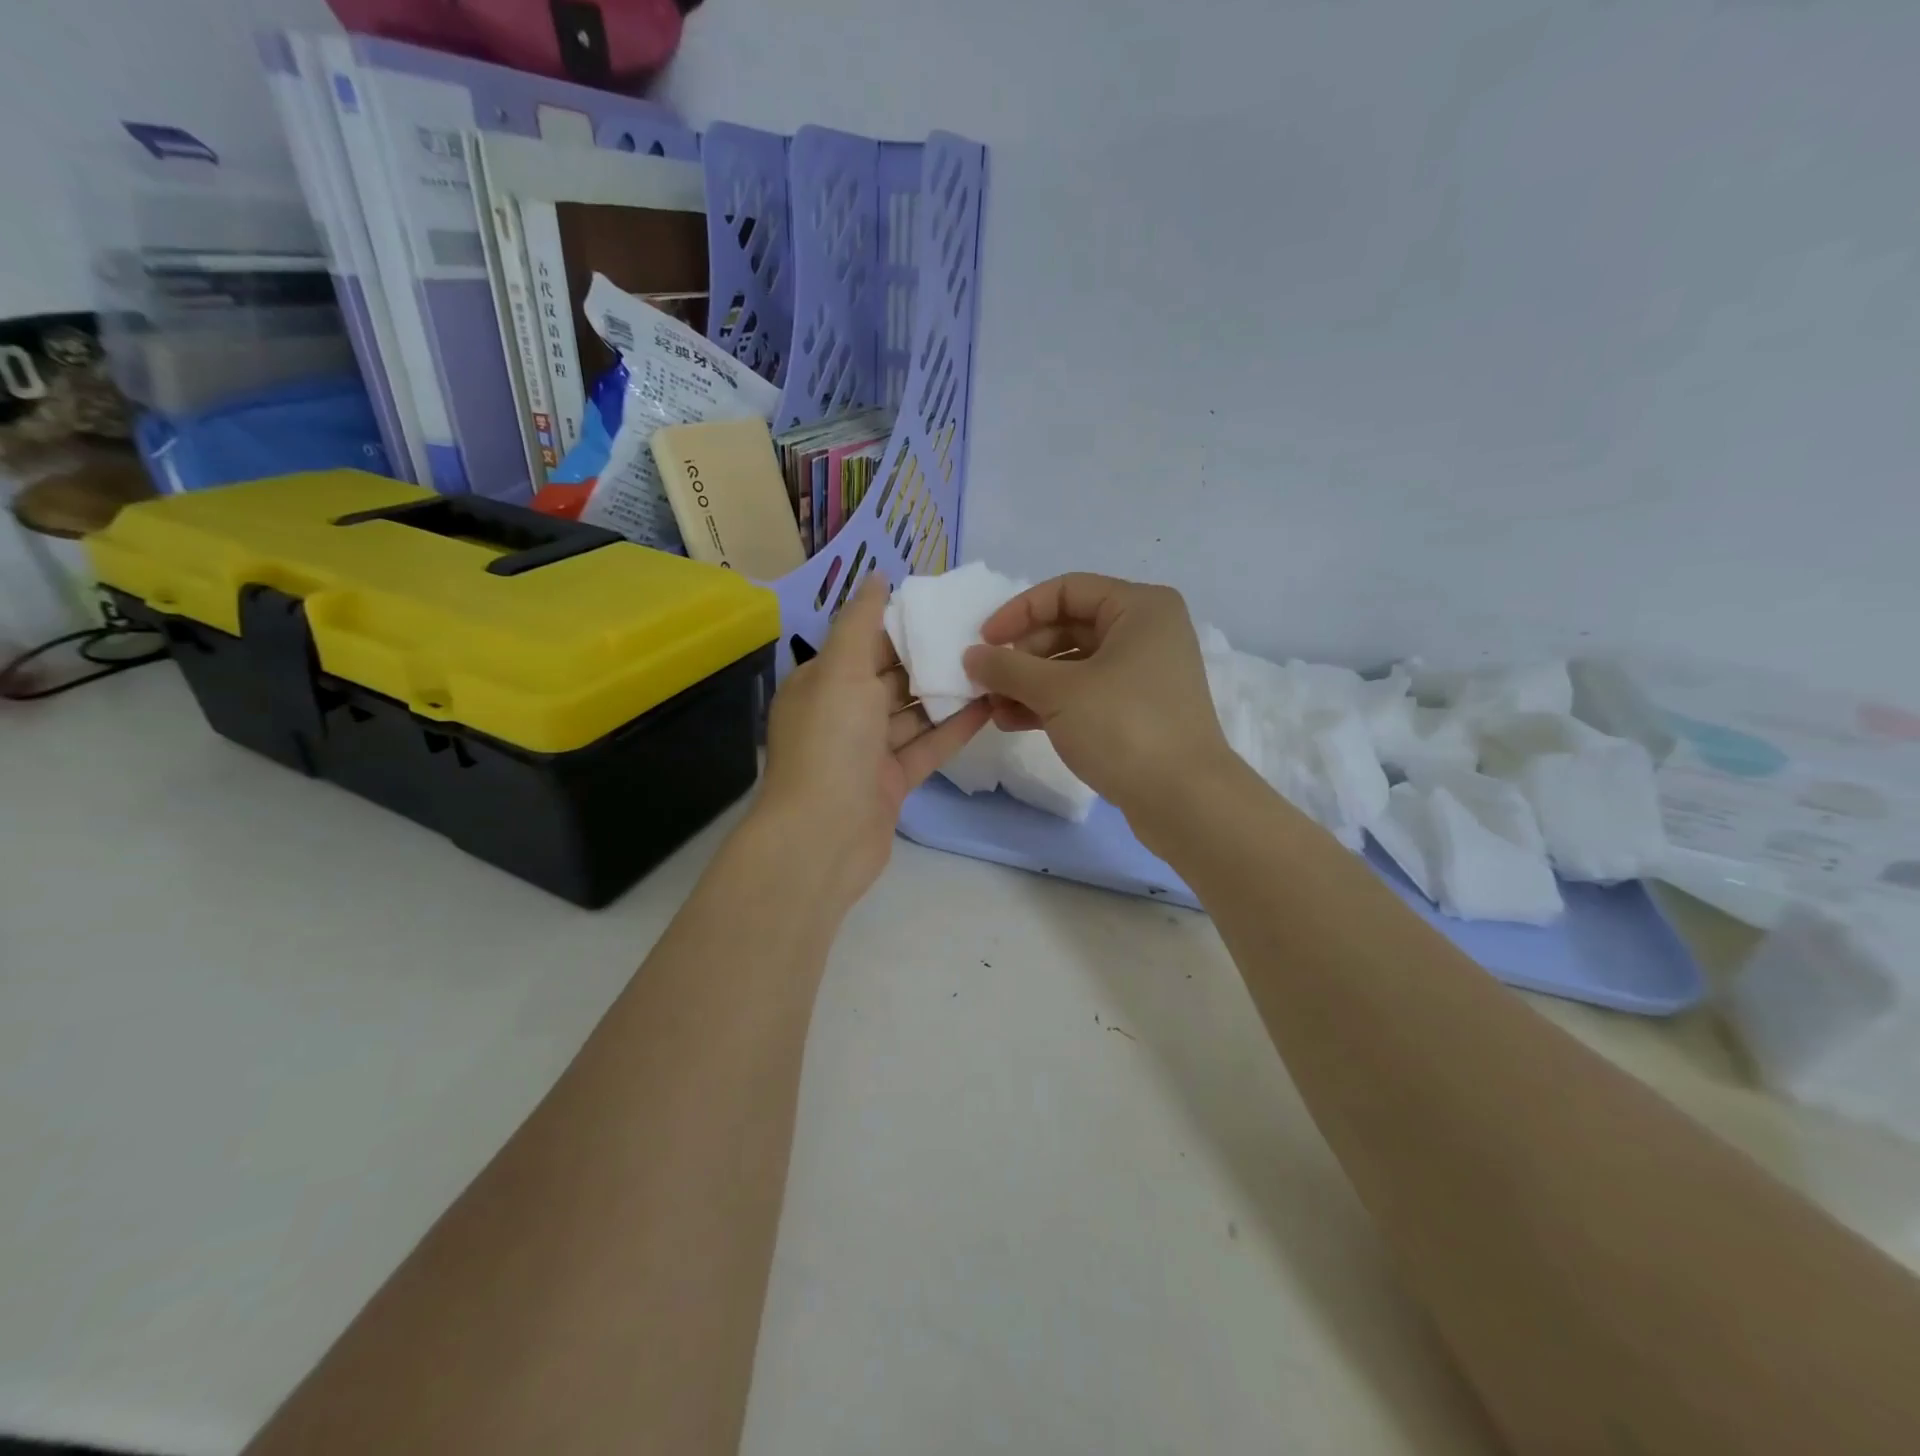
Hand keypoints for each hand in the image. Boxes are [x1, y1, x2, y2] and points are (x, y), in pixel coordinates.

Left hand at [755, 574, 989, 912]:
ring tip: (991, 665)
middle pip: (890, 678)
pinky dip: (952, 729)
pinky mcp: (891, 782)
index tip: (945, 607)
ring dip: (945, 693)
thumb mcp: (841, 671)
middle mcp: (841, 714)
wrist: (823, 838)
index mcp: (821, 684)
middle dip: (929, 658)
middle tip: (979, 634)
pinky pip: (925, 748)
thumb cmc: (830, 744)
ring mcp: (866, 752)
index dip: (901, 625)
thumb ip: (859, 622)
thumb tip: (875, 577)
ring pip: (911, 714)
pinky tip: (987, 707)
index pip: (863, 643)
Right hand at [962, 573, 1234, 822]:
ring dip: (1029, 684)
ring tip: (993, 709)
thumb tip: (972, 656)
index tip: (983, 641)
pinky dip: (1050, 704)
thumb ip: (1008, 668)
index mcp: (1139, 608)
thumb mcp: (1058, 692)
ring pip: (1073, 665)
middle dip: (1022, 656)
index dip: (1019, 612)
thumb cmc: (1124, 727)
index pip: (1065, 591)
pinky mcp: (1137, 711)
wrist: (1185, 800)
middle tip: (987, 681)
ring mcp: (1143, 675)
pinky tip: (1014, 722)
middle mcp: (1146, 633)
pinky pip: (1084, 694)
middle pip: (1068, 627)